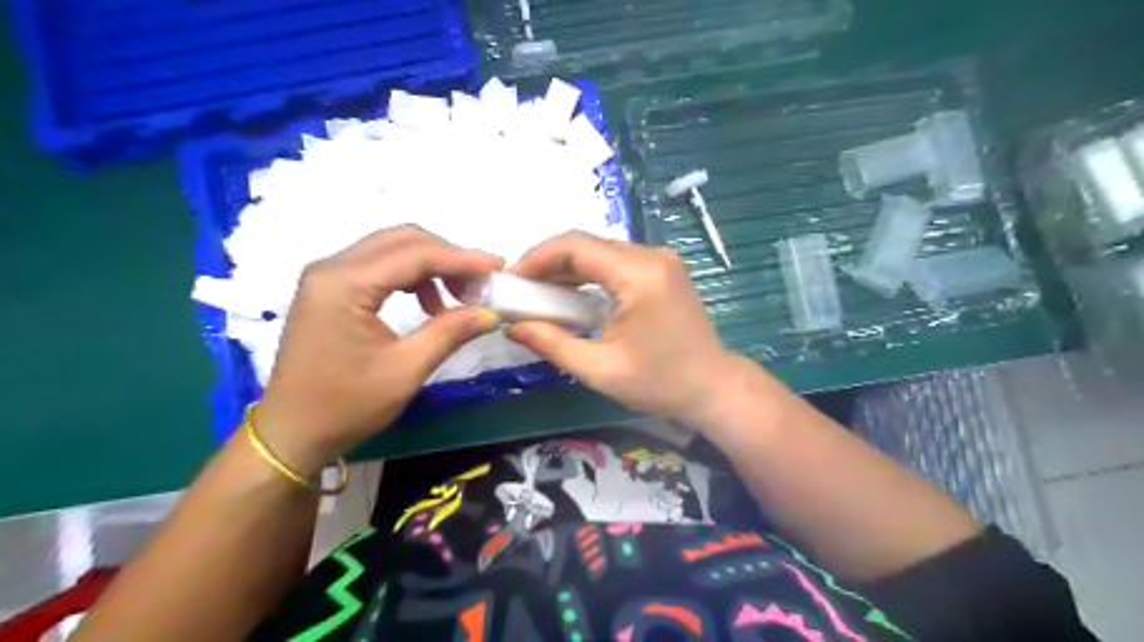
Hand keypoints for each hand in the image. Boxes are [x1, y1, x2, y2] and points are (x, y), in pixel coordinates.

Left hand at [254, 225, 503, 474]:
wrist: (291, 432)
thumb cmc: (346, 405)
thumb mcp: (406, 370)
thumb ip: (450, 332)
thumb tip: (491, 312)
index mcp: (345, 284)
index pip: (415, 254)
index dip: (462, 258)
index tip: (498, 267)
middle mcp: (332, 267)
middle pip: (403, 240)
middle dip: (448, 257)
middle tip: (480, 283)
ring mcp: (328, 276)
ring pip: (392, 249)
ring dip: (431, 266)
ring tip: (458, 298)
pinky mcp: (330, 289)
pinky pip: (380, 267)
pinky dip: (412, 277)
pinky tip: (429, 305)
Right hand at [509, 234, 753, 422]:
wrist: (713, 387)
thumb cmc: (660, 383)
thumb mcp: (600, 369)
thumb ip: (552, 344)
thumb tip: (511, 327)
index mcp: (639, 275)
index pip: (575, 246)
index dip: (536, 257)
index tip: (510, 280)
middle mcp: (651, 256)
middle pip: (587, 244)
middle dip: (548, 263)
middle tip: (520, 291)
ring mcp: (661, 260)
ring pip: (600, 250)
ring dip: (567, 268)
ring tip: (539, 295)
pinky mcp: (663, 269)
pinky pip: (616, 261)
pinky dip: (589, 275)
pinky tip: (571, 296)